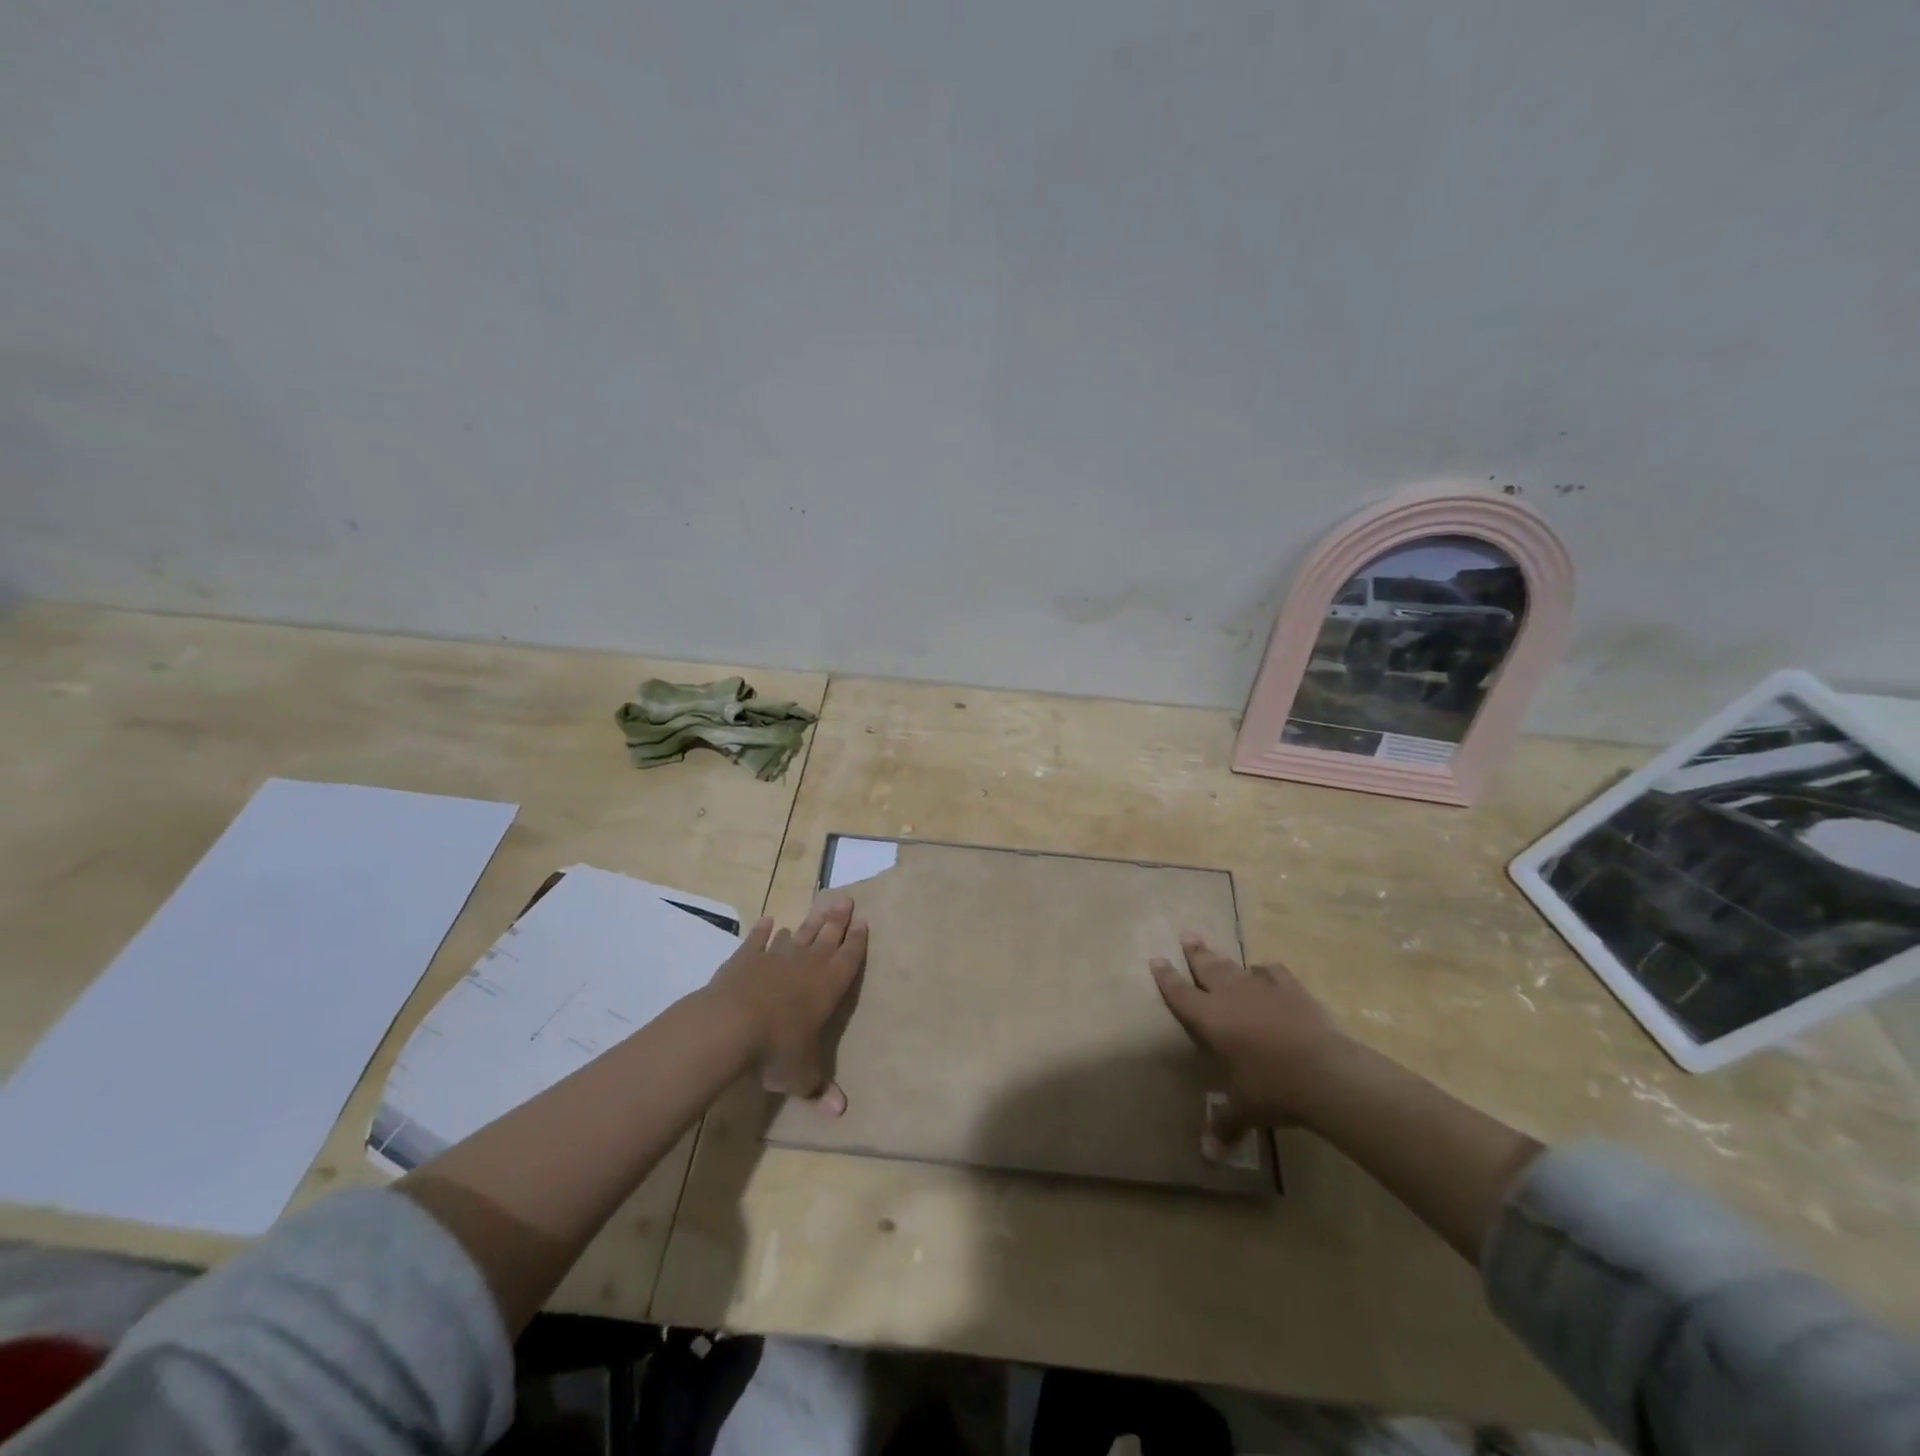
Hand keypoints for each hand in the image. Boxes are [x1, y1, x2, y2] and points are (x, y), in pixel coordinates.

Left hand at [709, 895, 868, 1115]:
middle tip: (846, 899)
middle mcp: (807, 965)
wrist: (732, 1025)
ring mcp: (775, 957)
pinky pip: (758, 940)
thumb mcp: (801, 1075)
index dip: (857, 941)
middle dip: (838, 919)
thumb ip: (819, 1089)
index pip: (849, 958)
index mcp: (828, 986)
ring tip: (817, 908)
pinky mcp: (746, 958)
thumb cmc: (777, 1049)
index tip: (862, 921)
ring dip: (808, 923)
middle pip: (827, 936)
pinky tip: (769, 920)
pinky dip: (763, 930)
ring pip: (797, 935)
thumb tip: (840, 1112)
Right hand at [1150, 934, 1352, 1140]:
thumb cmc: (1274, 1089)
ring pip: (1236, 967)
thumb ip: (1224, 1123)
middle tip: (1187, 936)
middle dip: (1195, 954)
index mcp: (1211, 1019)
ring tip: (1215, 950)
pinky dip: (1266, 972)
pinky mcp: (1293, 990)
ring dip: (1223, 959)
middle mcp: (1231, 996)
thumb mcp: (1245, 1109)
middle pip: (1207, 968)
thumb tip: (1208, 1155)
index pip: (1181, 994)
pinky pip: (1273, 973)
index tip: (1156, 960)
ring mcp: (1263, 989)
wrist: (1326, 1072)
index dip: (1167, 978)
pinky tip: (1265, 972)